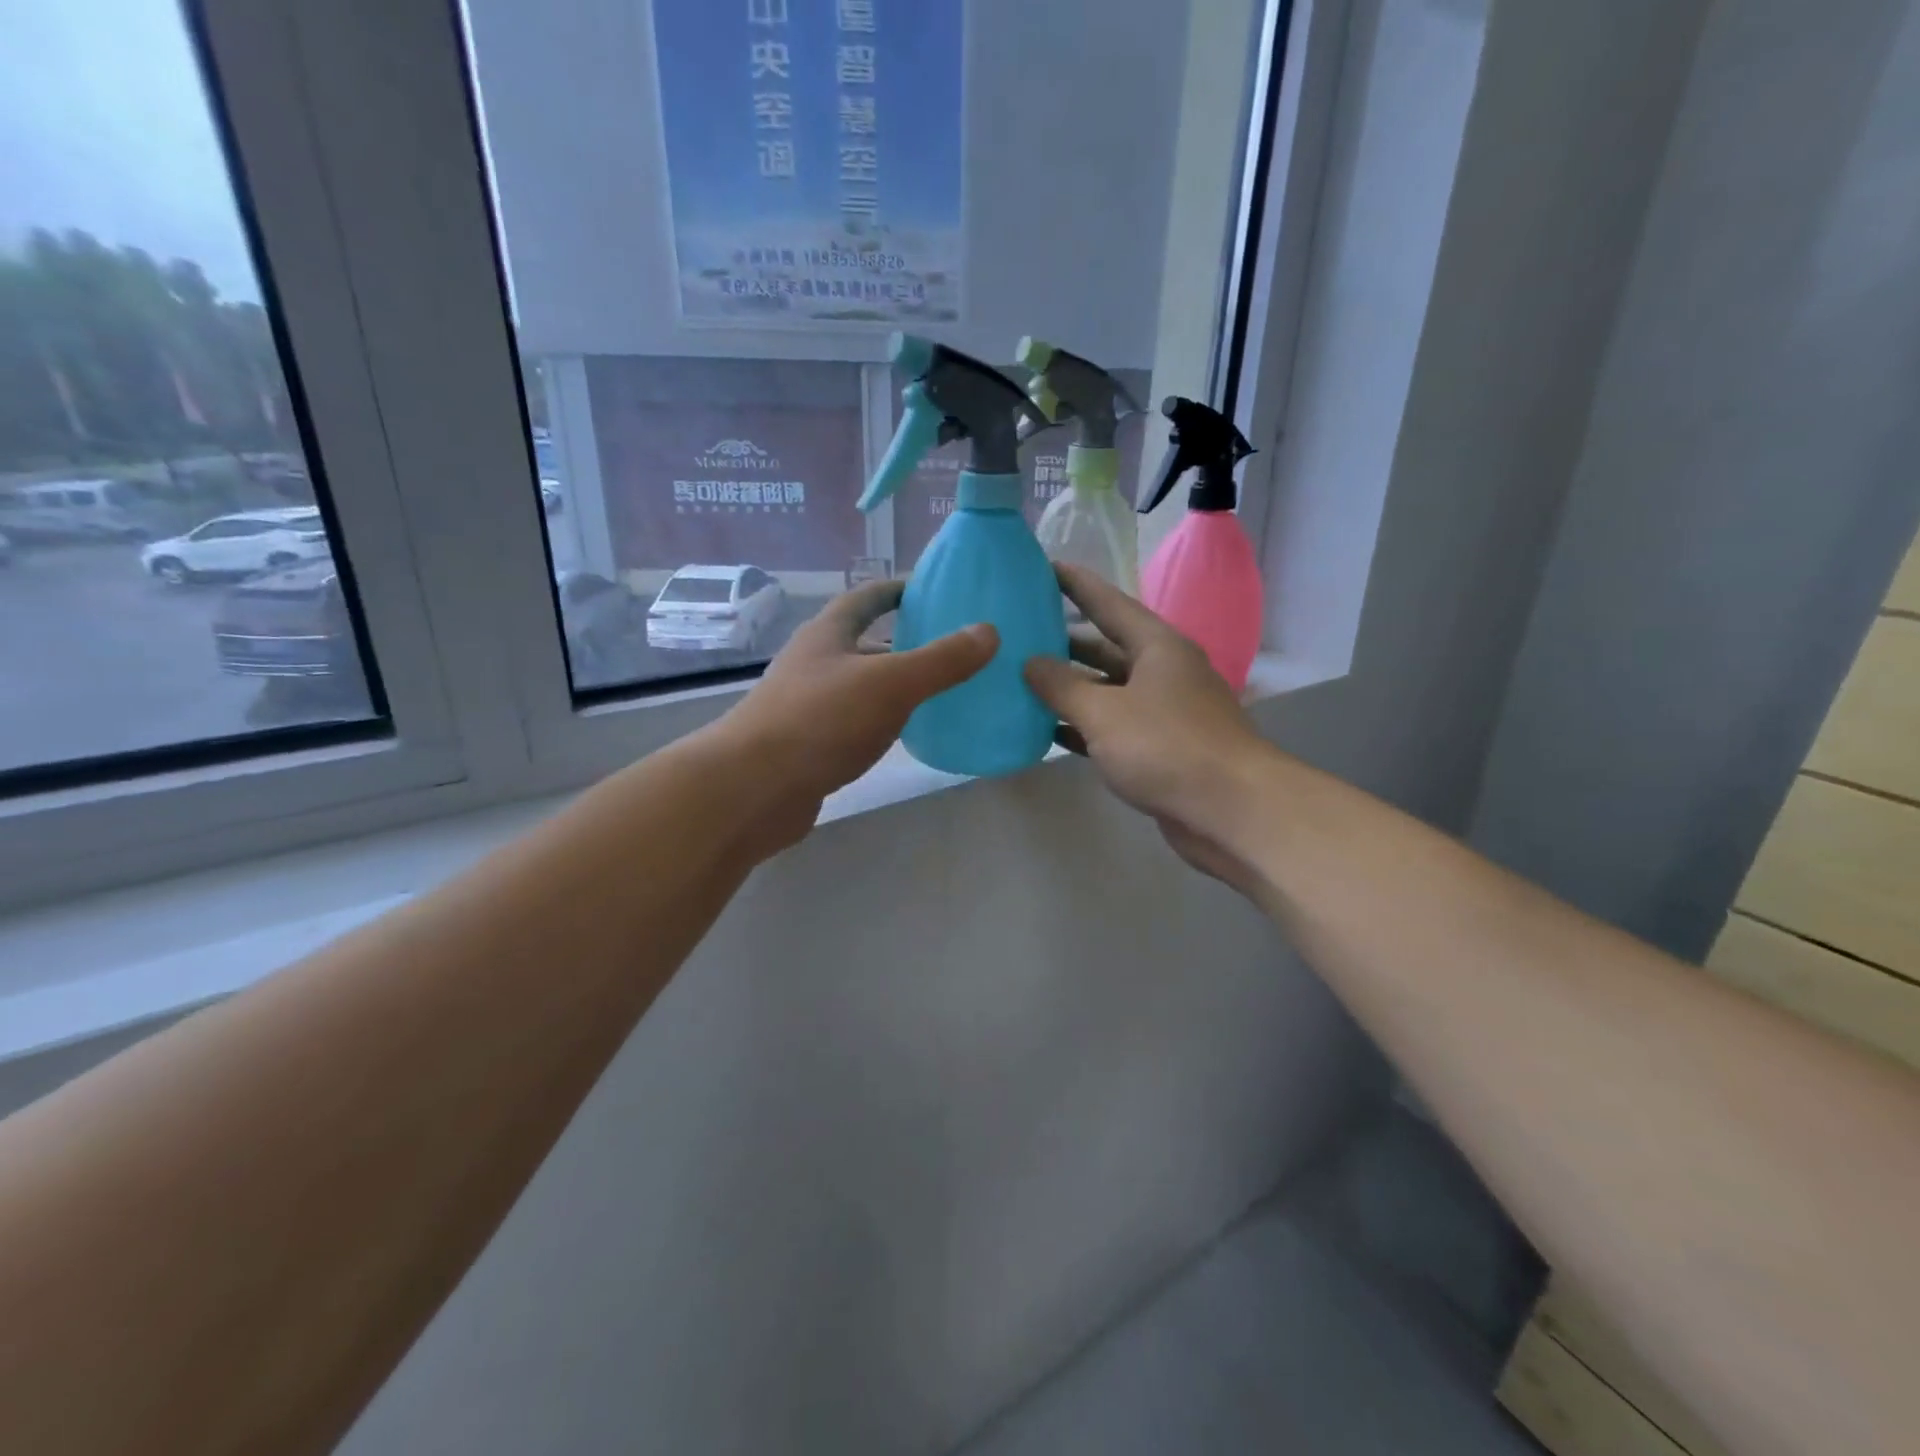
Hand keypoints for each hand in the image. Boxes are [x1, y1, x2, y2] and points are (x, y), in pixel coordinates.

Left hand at [714, 580, 995, 851]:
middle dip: (903, 641)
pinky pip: (853, 722)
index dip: (898, 589)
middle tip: (951, 648)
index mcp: (828, 634)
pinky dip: (880, 721)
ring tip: (938, 692)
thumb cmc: (821, 721)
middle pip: (863, 642)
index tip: (932, 589)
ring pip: (859, 685)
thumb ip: (941, 660)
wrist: (752, 789)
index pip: (865, 598)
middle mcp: (813, 663)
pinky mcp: (807, 745)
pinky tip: (903, 735)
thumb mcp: (891, 684)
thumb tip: (989, 632)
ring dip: (893, 685)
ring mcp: (806, 705)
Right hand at [1024, 565, 1274, 889]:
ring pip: (1108, 691)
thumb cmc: (1166, 747)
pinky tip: (1049, 731)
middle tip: (1019, 634)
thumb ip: (1061, 686)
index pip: (1108, 603)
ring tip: (1022, 682)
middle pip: (1106, 648)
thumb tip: (1030, 662)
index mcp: (1157, 646)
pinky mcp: (1162, 749)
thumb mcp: (1104, 712)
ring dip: (1070, 690)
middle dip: (1064, 642)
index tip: (1043, 567)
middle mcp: (1163, 672)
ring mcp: (1164, 712)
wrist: (1231, 811)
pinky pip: (1114, 727)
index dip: (1075, 584)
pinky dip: (1084, 727)